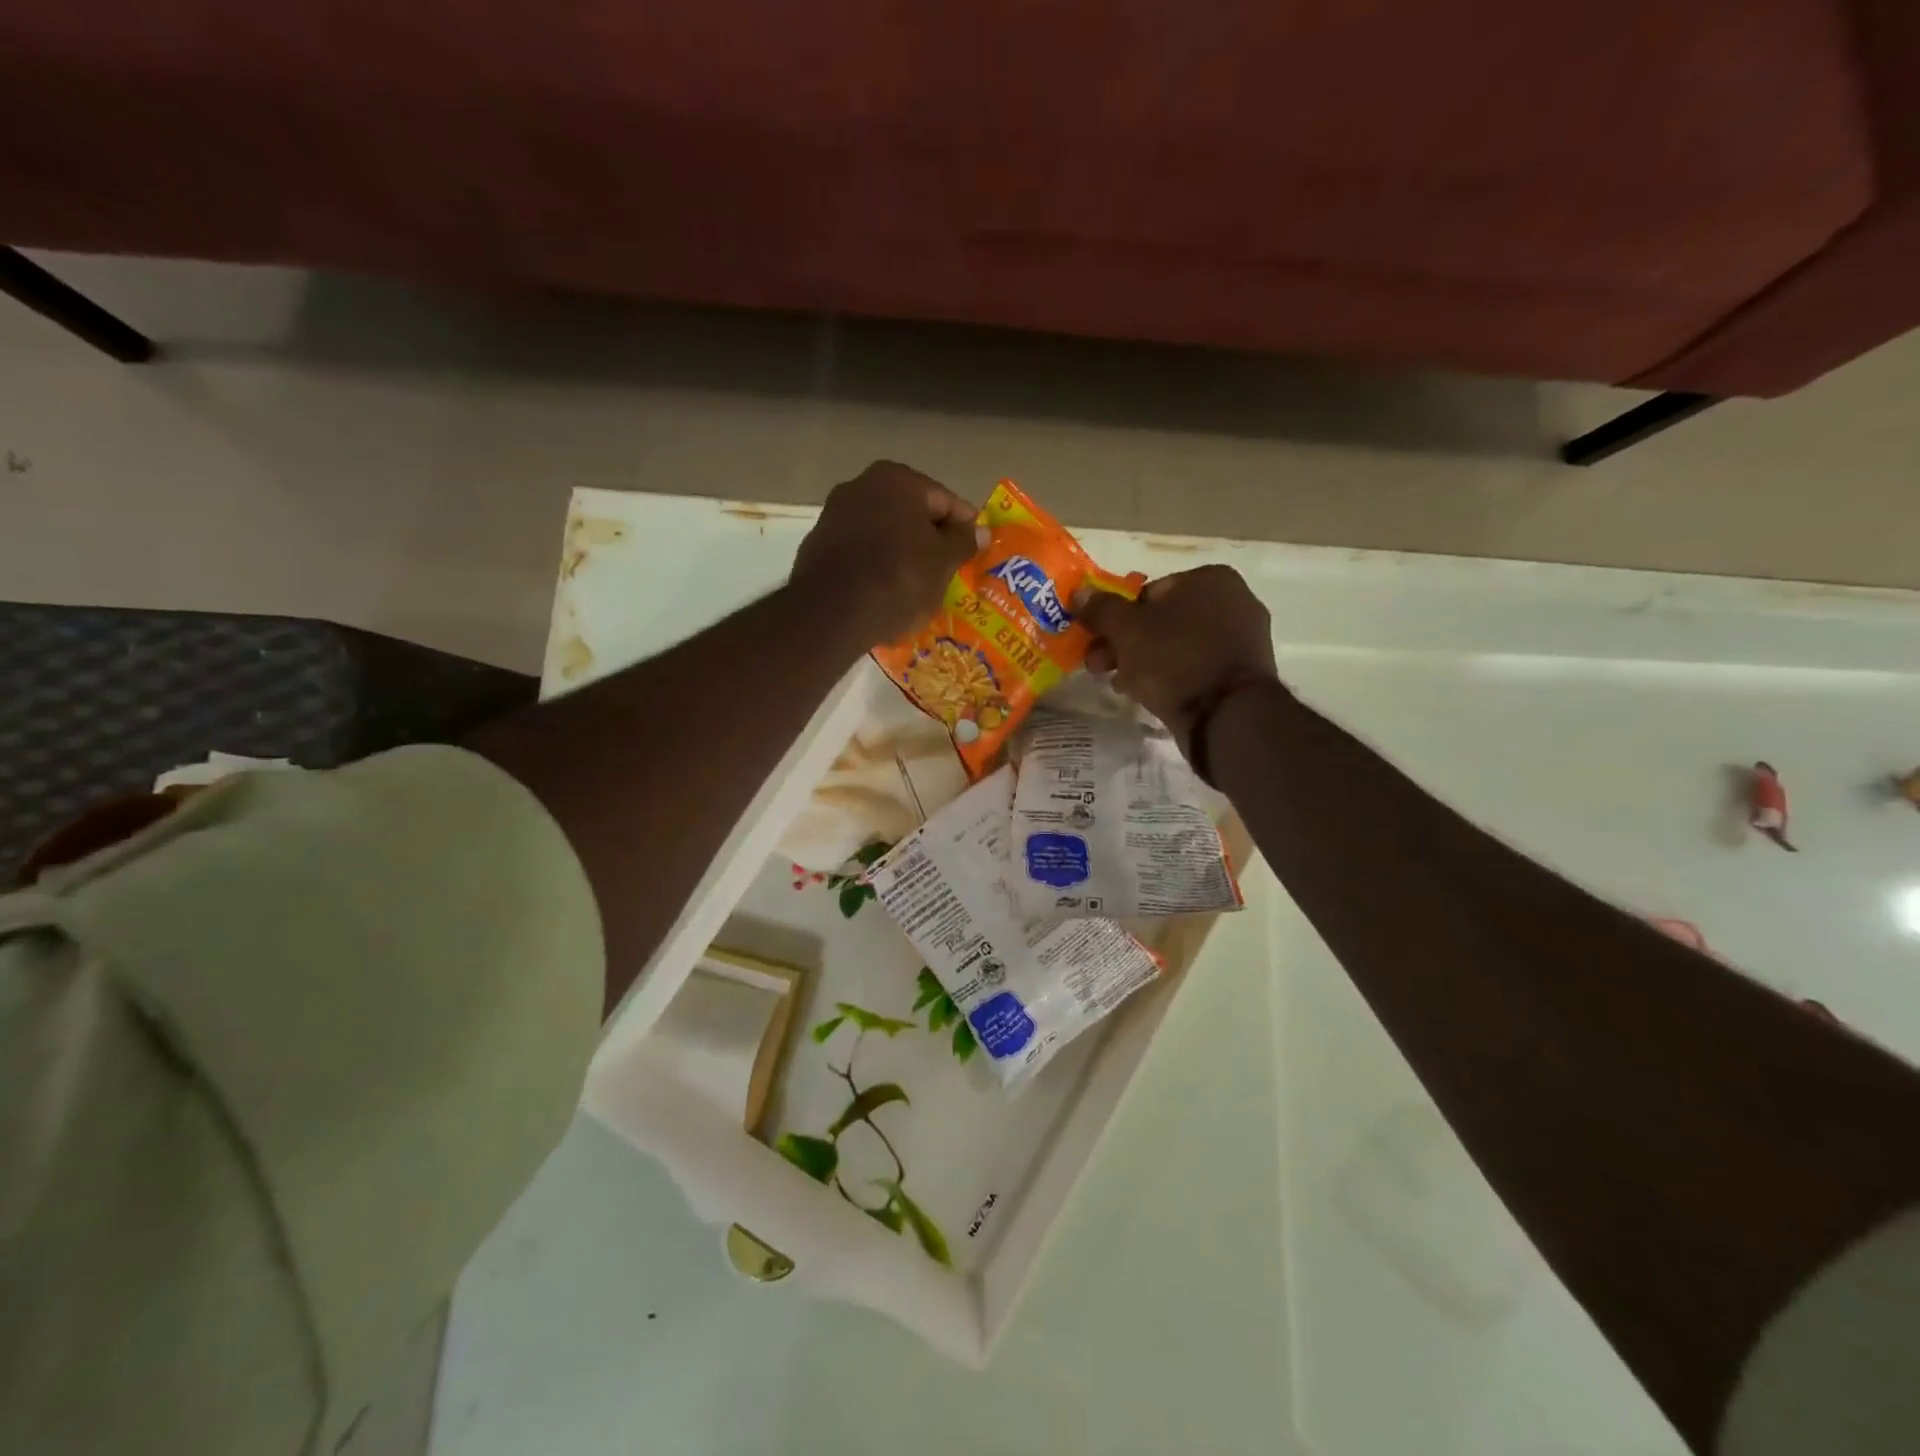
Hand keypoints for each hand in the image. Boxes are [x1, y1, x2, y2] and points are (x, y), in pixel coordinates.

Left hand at [790, 461, 982, 641]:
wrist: (832, 613)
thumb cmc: (899, 578)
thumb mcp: (943, 562)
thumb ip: (963, 541)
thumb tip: (980, 530)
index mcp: (898, 480)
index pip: (945, 501)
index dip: (964, 529)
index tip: (974, 553)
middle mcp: (862, 485)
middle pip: (911, 514)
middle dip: (930, 540)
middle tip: (948, 571)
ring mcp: (835, 514)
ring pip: (884, 533)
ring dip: (902, 553)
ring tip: (918, 586)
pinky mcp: (817, 545)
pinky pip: (860, 552)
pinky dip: (876, 565)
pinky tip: (886, 592)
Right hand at [1076, 565, 1279, 749]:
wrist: (1226, 716)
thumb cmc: (1175, 660)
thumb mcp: (1126, 630)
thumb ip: (1101, 608)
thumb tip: (1079, 592)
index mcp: (1210, 579)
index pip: (1148, 592)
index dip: (1116, 618)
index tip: (1097, 642)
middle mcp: (1234, 601)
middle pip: (1162, 620)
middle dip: (1126, 644)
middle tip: (1098, 667)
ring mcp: (1243, 639)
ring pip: (1177, 646)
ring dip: (1144, 661)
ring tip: (1120, 686)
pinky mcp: (1242, 673)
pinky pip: (1196, 667)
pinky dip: (1172, 676)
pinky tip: (1149, 695)